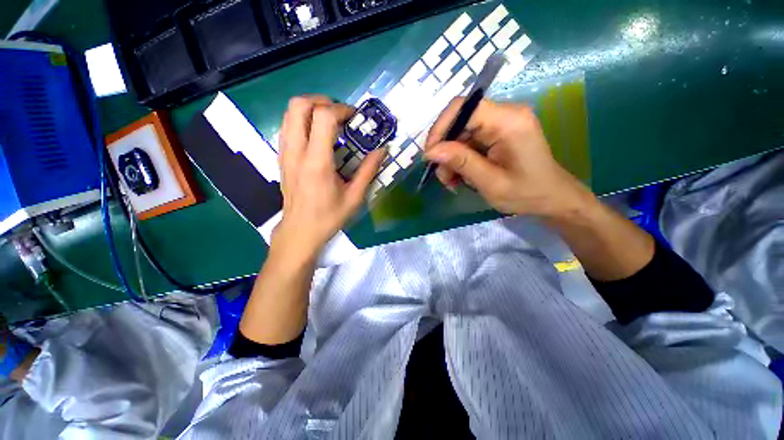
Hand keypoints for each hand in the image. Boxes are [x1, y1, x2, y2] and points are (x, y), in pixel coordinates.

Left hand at [274, 96, 385, 262]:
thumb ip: (369, 170)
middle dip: (322, 101)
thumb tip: (383, 150)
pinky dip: (302, 120)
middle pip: (299, 105)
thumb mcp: (355, 197)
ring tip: (330, 121)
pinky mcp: (281, 157)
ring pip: (289, 112)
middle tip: (341, 114)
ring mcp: (285, 153)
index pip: (323, 117)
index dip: (341, 110)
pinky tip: (317, 135)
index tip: (355, 118)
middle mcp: (296, 152)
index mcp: (317, 162)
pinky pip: (287, 126)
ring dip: (311, 108)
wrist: (300, 231)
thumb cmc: (329, 217)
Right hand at [424, 98, 592, 219]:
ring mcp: (501, 123)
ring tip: (452, 181)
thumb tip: (430, 151)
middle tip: (443, 177)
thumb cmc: (526, 193)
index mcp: (508, 121)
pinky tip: (460, 176)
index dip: (440, 128)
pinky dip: (459, 159)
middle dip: (445, 150)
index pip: (463, 108)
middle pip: (459, 121)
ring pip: (460, 134)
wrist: (551, 198)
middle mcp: (505, 114)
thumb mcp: (490, 182)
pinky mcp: (497, 133)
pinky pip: (468, 141)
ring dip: (451, 158)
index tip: (430, 156)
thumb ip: (461, 163)